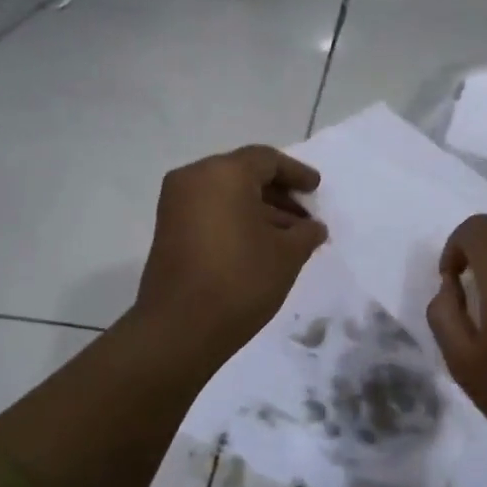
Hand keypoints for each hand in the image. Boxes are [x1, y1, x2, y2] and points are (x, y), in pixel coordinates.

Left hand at [135, 145, 326, 359]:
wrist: (180, 327)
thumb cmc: (241, 279)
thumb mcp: (287, 254)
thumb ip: (306, 233)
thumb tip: (313, 228)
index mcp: (224, 173)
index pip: (267, 160)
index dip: (297, 173)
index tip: (316, 189)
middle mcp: (194, 179)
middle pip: (244, 174)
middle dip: (278, 193)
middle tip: (305, 216)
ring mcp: (176, 204)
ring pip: (226, 194)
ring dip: (259, 210)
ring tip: (290, 237)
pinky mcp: (169, 230)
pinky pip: (211, 211)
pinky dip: (237, 220)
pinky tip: (262, 245)